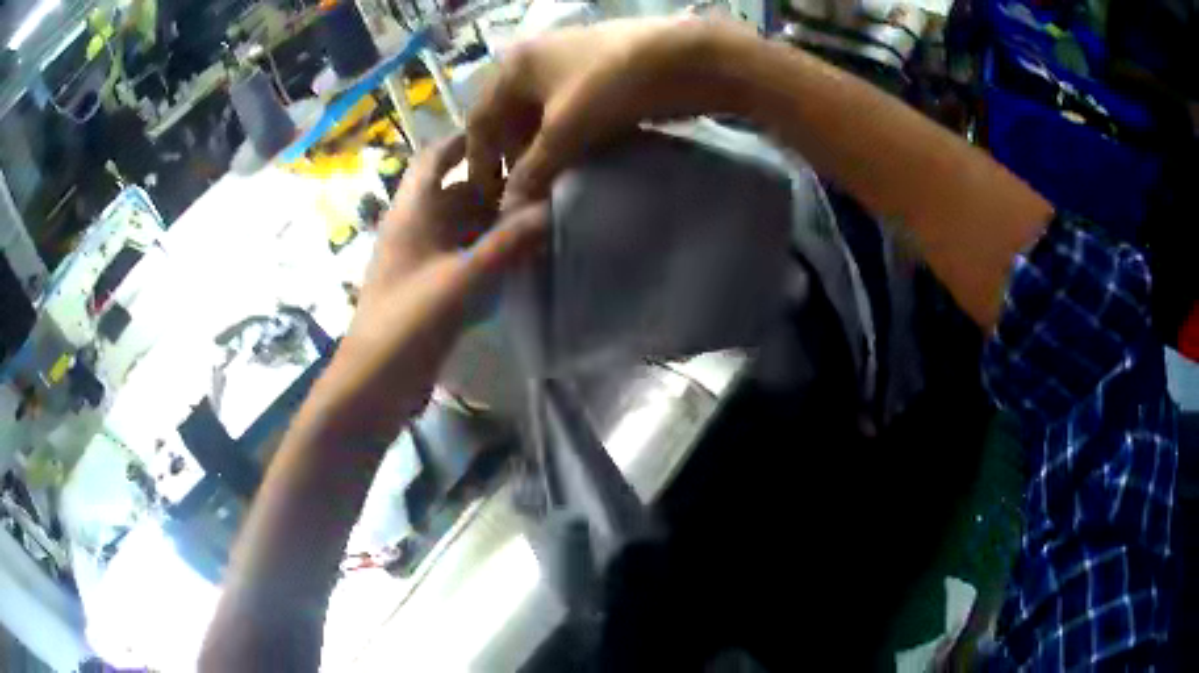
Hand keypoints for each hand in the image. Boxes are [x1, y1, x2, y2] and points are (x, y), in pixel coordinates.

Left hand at [312, 135, 546, 438]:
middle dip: (494, 184)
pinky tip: (519, 258)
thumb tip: (551, 208)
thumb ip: (506, 244)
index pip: (435, 157)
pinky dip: (487, 251)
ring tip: (541, 215)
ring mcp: (419, 260)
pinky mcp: (427, 289)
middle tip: (543, 180)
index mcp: (411, 212)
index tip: (511, 134)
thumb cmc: (407, 324)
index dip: (466, 140)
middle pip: (455, 191)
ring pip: (460, 226)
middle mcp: (414, 228)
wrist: (372, 385)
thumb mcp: (461, 281)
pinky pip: (461, 257)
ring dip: (493, 220)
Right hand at [467, 17, 756, 203]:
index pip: (480, 119)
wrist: (688, 58)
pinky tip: (575, 160)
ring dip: (539, 150)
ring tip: (548, 182)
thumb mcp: (565, 130)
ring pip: (539, 116)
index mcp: (514, 66)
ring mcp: (567, 65)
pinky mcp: (596, 75)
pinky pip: (567, 111)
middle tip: (521, 194)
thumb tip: (508, 210)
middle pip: (508, 117)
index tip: (486, 198)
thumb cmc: (612, 85)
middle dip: (511, 156)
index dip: (479, 161)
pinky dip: (565, 137)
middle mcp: (533, 61)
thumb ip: (533, 170)